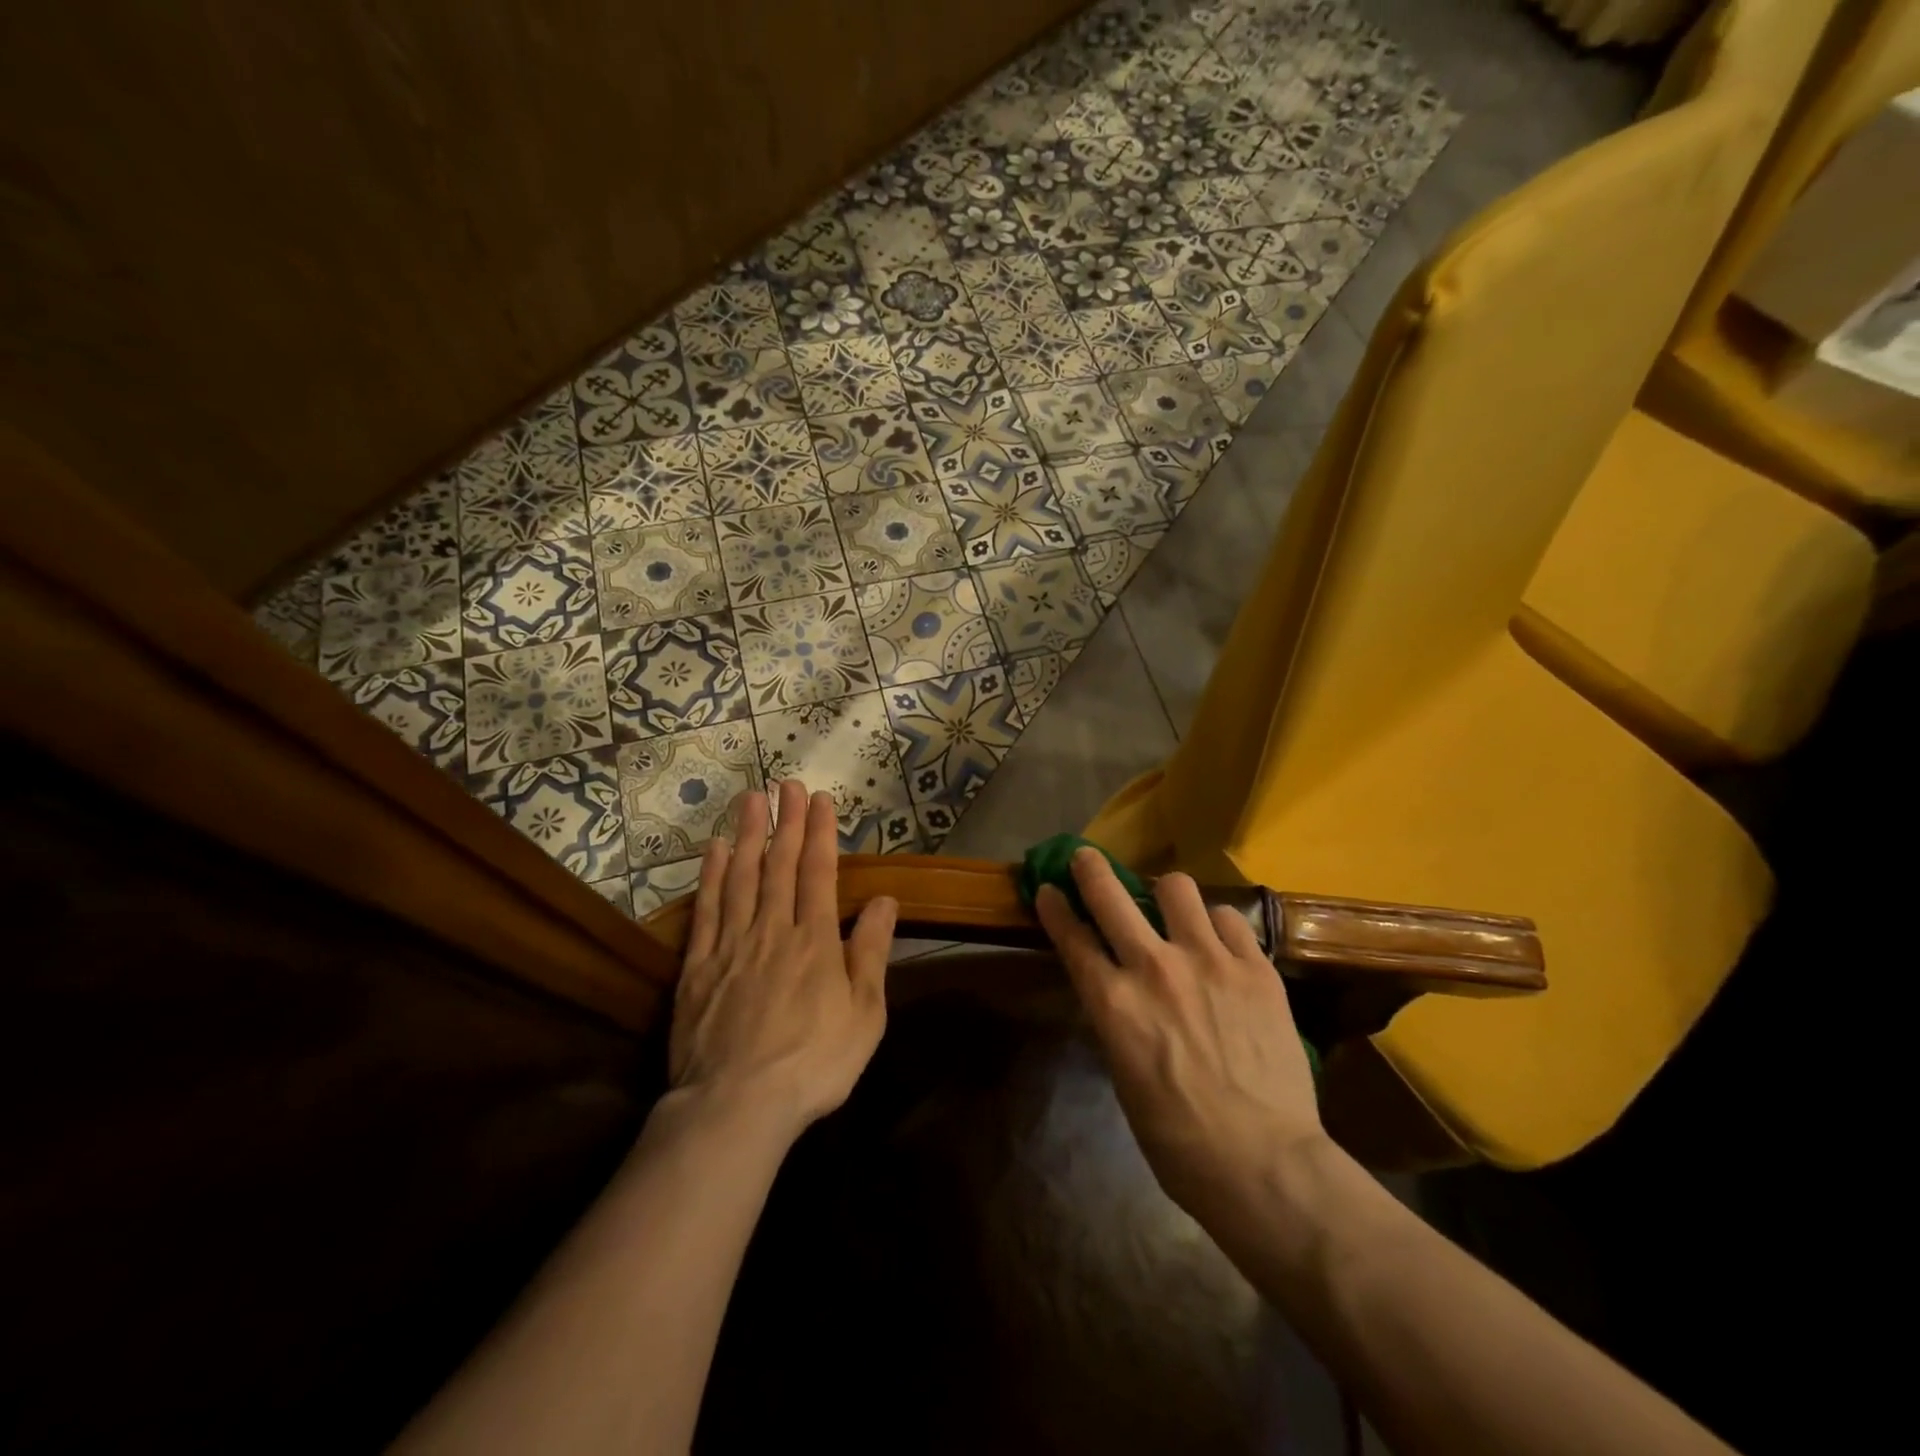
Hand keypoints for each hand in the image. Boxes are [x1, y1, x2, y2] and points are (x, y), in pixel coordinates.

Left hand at [668, 780, 897, 1139]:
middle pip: (778, 865)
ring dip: (748, 835)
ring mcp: (731, 945)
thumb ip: (870, 953)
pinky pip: (706, 910)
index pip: (818, 872)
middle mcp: (773, 930)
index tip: (819, 800)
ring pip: (741, 878)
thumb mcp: (864, 1015)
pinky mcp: (697, 967)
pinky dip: (711, 876)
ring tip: (751, 799)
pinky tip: (715, 850)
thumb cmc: (814, 1064)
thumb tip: (884, 900)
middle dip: (785, 821)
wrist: (736, 1107)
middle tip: (786, 784)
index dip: (819, 833)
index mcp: (815, 941)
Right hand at [1035, 848, 1323, 1220]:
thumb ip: (1118, 1019)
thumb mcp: (1124, 1075)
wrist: (1264, 1163)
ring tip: (1172, 909)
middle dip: (1091, 869)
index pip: (1072, 937)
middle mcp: (1154, 967)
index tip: (1048, 888)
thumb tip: (1119, 991)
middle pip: (1111, 894)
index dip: (1055, 907)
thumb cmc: (1178, 1139)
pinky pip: (1229, 918)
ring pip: (1176, 887)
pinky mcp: (1256, 967)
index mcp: (1114, 1003)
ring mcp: (1209, 961)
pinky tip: (1220, 942)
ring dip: (1165, 893)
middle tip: (1088, 859)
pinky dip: (1217, 923)